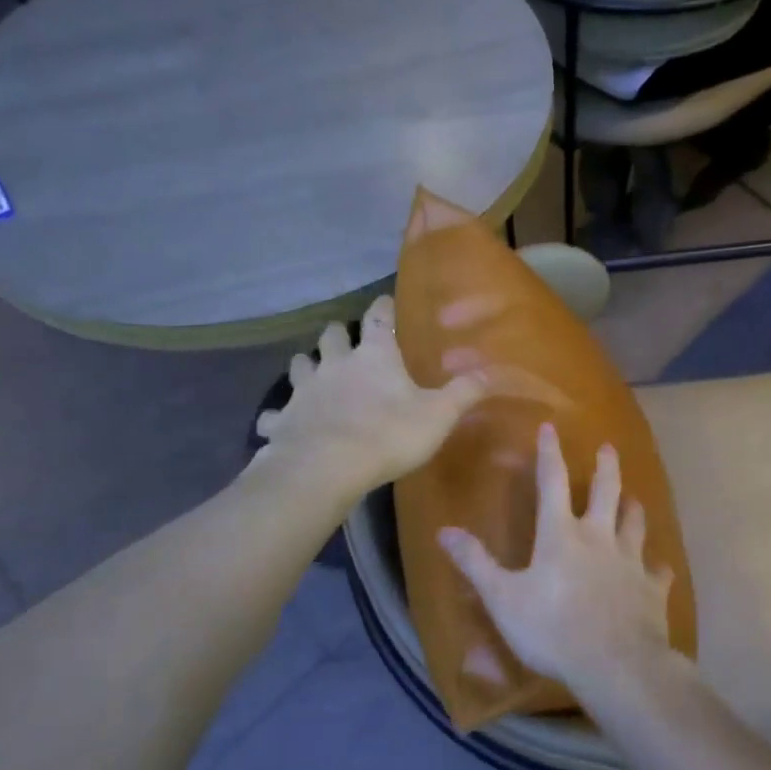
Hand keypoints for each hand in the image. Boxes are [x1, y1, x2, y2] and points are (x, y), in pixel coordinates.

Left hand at [253, 294, 489, 497]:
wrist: (327, 467)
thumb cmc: (388, 434)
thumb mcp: (438, 415)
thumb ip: (465, 392)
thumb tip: (495, 372)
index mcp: (374, 355)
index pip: (378, 317)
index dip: (383, 307)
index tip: (385, 302)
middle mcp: (336, 363)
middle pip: (331, 335)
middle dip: (338, 334)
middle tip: (346, 341)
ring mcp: (304, 390)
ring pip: (299, 364)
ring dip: (307, 366)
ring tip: (314, 374)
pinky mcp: (282, 419)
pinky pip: (275, 413)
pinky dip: (279, 416)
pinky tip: (281, 424)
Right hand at [437, 423, 674, 693]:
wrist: (614, 665)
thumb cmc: (551, 629)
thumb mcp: (502, 598)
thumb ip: (475, 563)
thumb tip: (444, 531)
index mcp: (561, 535)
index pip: (552, 482)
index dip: (550, 453)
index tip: (551, 427)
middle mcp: (599, 538)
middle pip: (607, 492)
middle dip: (606, 468)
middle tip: (609, 448)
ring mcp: (631, 562)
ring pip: (636, 524)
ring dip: (634, 509)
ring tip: (634, 498)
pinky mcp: (652, 589)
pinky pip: (658, 571)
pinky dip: (657, 567)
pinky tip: (660, 567)